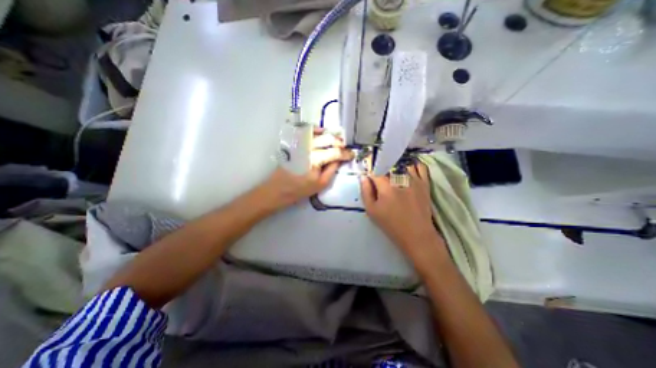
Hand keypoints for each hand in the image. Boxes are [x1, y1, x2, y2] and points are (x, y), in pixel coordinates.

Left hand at [260, 126, 352, 207]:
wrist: (279, 188)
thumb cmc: (300, 189)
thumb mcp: (321, 184)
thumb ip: (332, 169)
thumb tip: (340, 159)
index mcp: (315, 160)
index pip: (335, 152)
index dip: (345, 153)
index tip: (352, 154)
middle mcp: (307, 148)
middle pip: (328, 139)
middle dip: (339, 142)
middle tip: (345, 147)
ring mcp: (299, 144)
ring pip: (318, 133)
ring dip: (330, 135)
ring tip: (337, 140)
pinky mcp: (294, 143)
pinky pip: (306, 132)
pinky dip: (316, 129)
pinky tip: (322, 132)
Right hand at [358, 164, 445, 264]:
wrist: (416, 234)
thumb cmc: (391, 224)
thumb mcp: (372, 211)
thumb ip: (365, 191)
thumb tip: (363, 177)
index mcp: (386, 186)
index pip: (375, 170)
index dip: (370, 171)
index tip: (369, 175)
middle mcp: (401, 178)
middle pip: (388, 165)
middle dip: (382, 168)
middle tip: (380, 177)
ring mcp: (415, 179)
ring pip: (403, 163)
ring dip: (396, 166)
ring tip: (393, 173)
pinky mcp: (425, 183)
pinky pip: (420, 166)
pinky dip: (413, 165)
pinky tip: (407, 169)